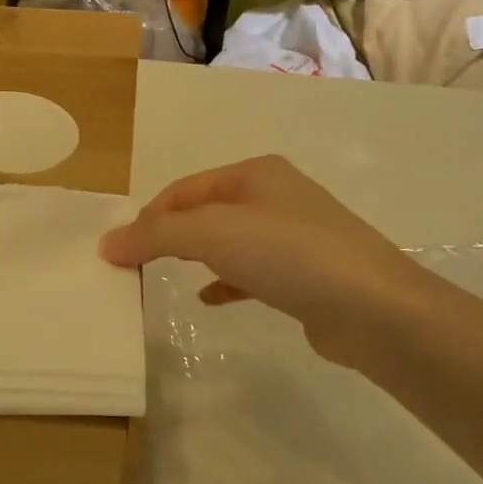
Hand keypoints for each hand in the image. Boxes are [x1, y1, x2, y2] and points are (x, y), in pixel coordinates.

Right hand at [98, 155, 444, 367]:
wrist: (376, 310)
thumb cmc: (289, 254)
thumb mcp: (212, 233)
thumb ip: (156, 235)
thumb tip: (106, 243)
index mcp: (255, 173)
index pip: (184, 189)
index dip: (149, 216)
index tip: (122, 250)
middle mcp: (275, 196)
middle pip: (206, 212)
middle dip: (170, 235)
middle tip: (139, 264)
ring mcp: (296, 235)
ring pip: (229, 241)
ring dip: (195, 256)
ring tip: (165, 276)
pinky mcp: (307, 274)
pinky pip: (252, 271)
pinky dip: (225, 281)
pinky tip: (208, 299)